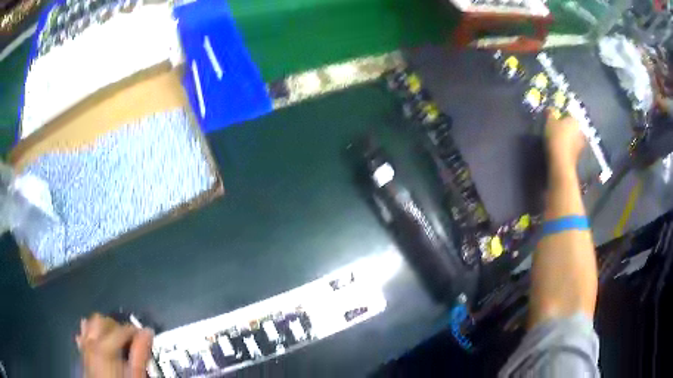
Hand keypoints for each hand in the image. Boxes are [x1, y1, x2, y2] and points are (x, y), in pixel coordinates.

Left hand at [76, 314, 153, 377]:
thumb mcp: (135, 375)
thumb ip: (140, 354)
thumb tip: (147, 332)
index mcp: (105, 347)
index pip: (121, 329)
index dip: (135, 331)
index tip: (146, 338)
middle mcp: (91, 342)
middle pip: (102, 320)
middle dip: (117, 326)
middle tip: (130, 341)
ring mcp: (84, 346)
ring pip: (90, 324)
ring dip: (103, 328)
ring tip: (116, 341)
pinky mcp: (82, 353)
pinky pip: (83, 335)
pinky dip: (91, 334)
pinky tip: (99, 343)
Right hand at [544, 113, 585, 169]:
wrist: (561, 162)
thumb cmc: (556, 138)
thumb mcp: (549, 122)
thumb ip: (551, 113)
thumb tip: (551, 108)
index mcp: (575, 119)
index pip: (568, 114)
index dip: (561, 116)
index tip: (554, 120)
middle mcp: (580, 130)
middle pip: (572, 126)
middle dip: (566, 127)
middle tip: (557, 130)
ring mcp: (581, 143)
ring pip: (573, 137)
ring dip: (569, 138)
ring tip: (560, 141)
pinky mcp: (579, 155)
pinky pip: (573, 147)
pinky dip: (569, 147)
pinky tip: (562, 150)